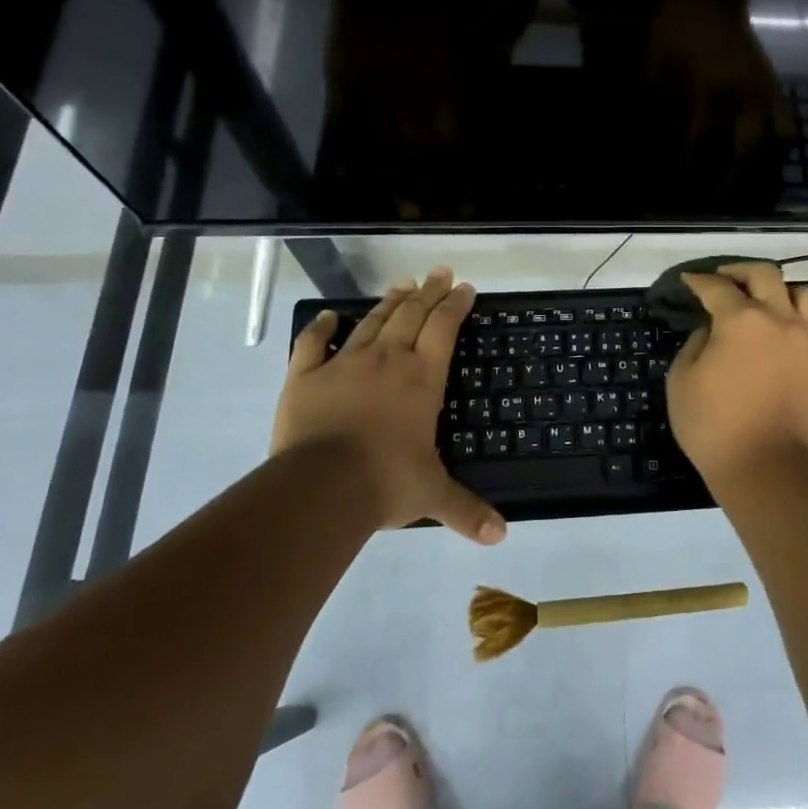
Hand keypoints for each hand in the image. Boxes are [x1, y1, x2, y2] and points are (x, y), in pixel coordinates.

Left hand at [274, 267, 505, 543]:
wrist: (321, 486)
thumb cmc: (386, 483)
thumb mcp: (432, 496)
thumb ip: (466, 510)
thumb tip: (501, 536)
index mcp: (422, 378)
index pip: (445, 328)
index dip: (456, 304)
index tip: (465, 287)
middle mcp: (388, 360)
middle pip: (412, 314)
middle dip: (429, 291)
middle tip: (439, 272)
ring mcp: (344, 364)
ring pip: (371, 322)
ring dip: (390, 302)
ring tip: (403, 284)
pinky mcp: (305, 376)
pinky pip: (313, 344)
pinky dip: (321, 328)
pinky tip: (329, 316)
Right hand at [666, 262, 807, 481]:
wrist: (767, 466)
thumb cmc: (714, 426)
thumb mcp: (682, 380)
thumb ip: (695, 344)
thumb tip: (711, 332)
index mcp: (740, 320)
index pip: (716, 287)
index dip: (699, 280)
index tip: (689, 280)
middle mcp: (777, 318)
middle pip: (764, 275)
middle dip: (739, 271)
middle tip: (723, 279)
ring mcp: (804, 338)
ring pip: (802, 292)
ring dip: (780, 289)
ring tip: (765, 300)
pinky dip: (797, 314)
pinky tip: (780, 328)